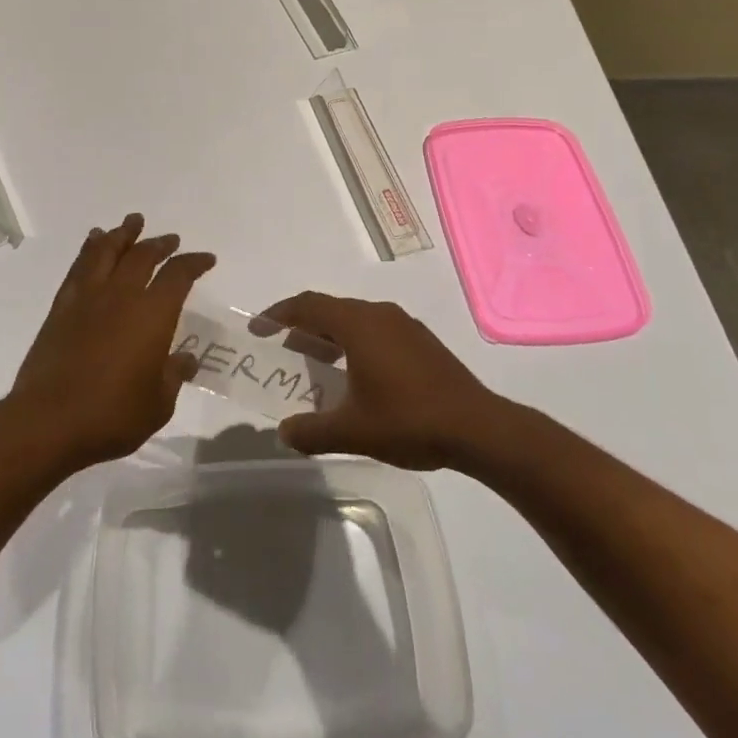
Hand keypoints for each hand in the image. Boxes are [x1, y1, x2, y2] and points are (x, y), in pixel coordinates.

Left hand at [3, 213, 213, 473]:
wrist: (48, 422)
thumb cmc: (111, 416)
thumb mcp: (157, 404)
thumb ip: (174, 376)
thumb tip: (185, 359)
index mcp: (152, 314)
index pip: (178, 275)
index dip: (194, 263)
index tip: (206, 259)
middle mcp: (121, 295)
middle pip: (143, 256)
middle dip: (159, 244)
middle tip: (170, 239)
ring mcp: (88, 298)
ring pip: (107, 252)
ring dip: (123, 234)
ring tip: (132, 222)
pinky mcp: (62, 307)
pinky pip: (79, 267)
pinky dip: (89, 248)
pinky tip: (93, 242)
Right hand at [254, 292, 496, 469]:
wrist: (479, 428)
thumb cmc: (409, 420)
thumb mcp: (352, 431)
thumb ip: (312, 431)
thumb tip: (285, 432)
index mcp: (358, 324)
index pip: (307, 305)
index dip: (278, 314)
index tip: (258, 329)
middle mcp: (379, 314)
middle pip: (330, 310)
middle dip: (302, 327)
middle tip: (283, 350)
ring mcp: (404, 325)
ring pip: (354, 320)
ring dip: (330, 337)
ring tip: (316, 365)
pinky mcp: (422, 341)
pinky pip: (375, 330)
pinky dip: (354, 344)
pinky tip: (357, 376)